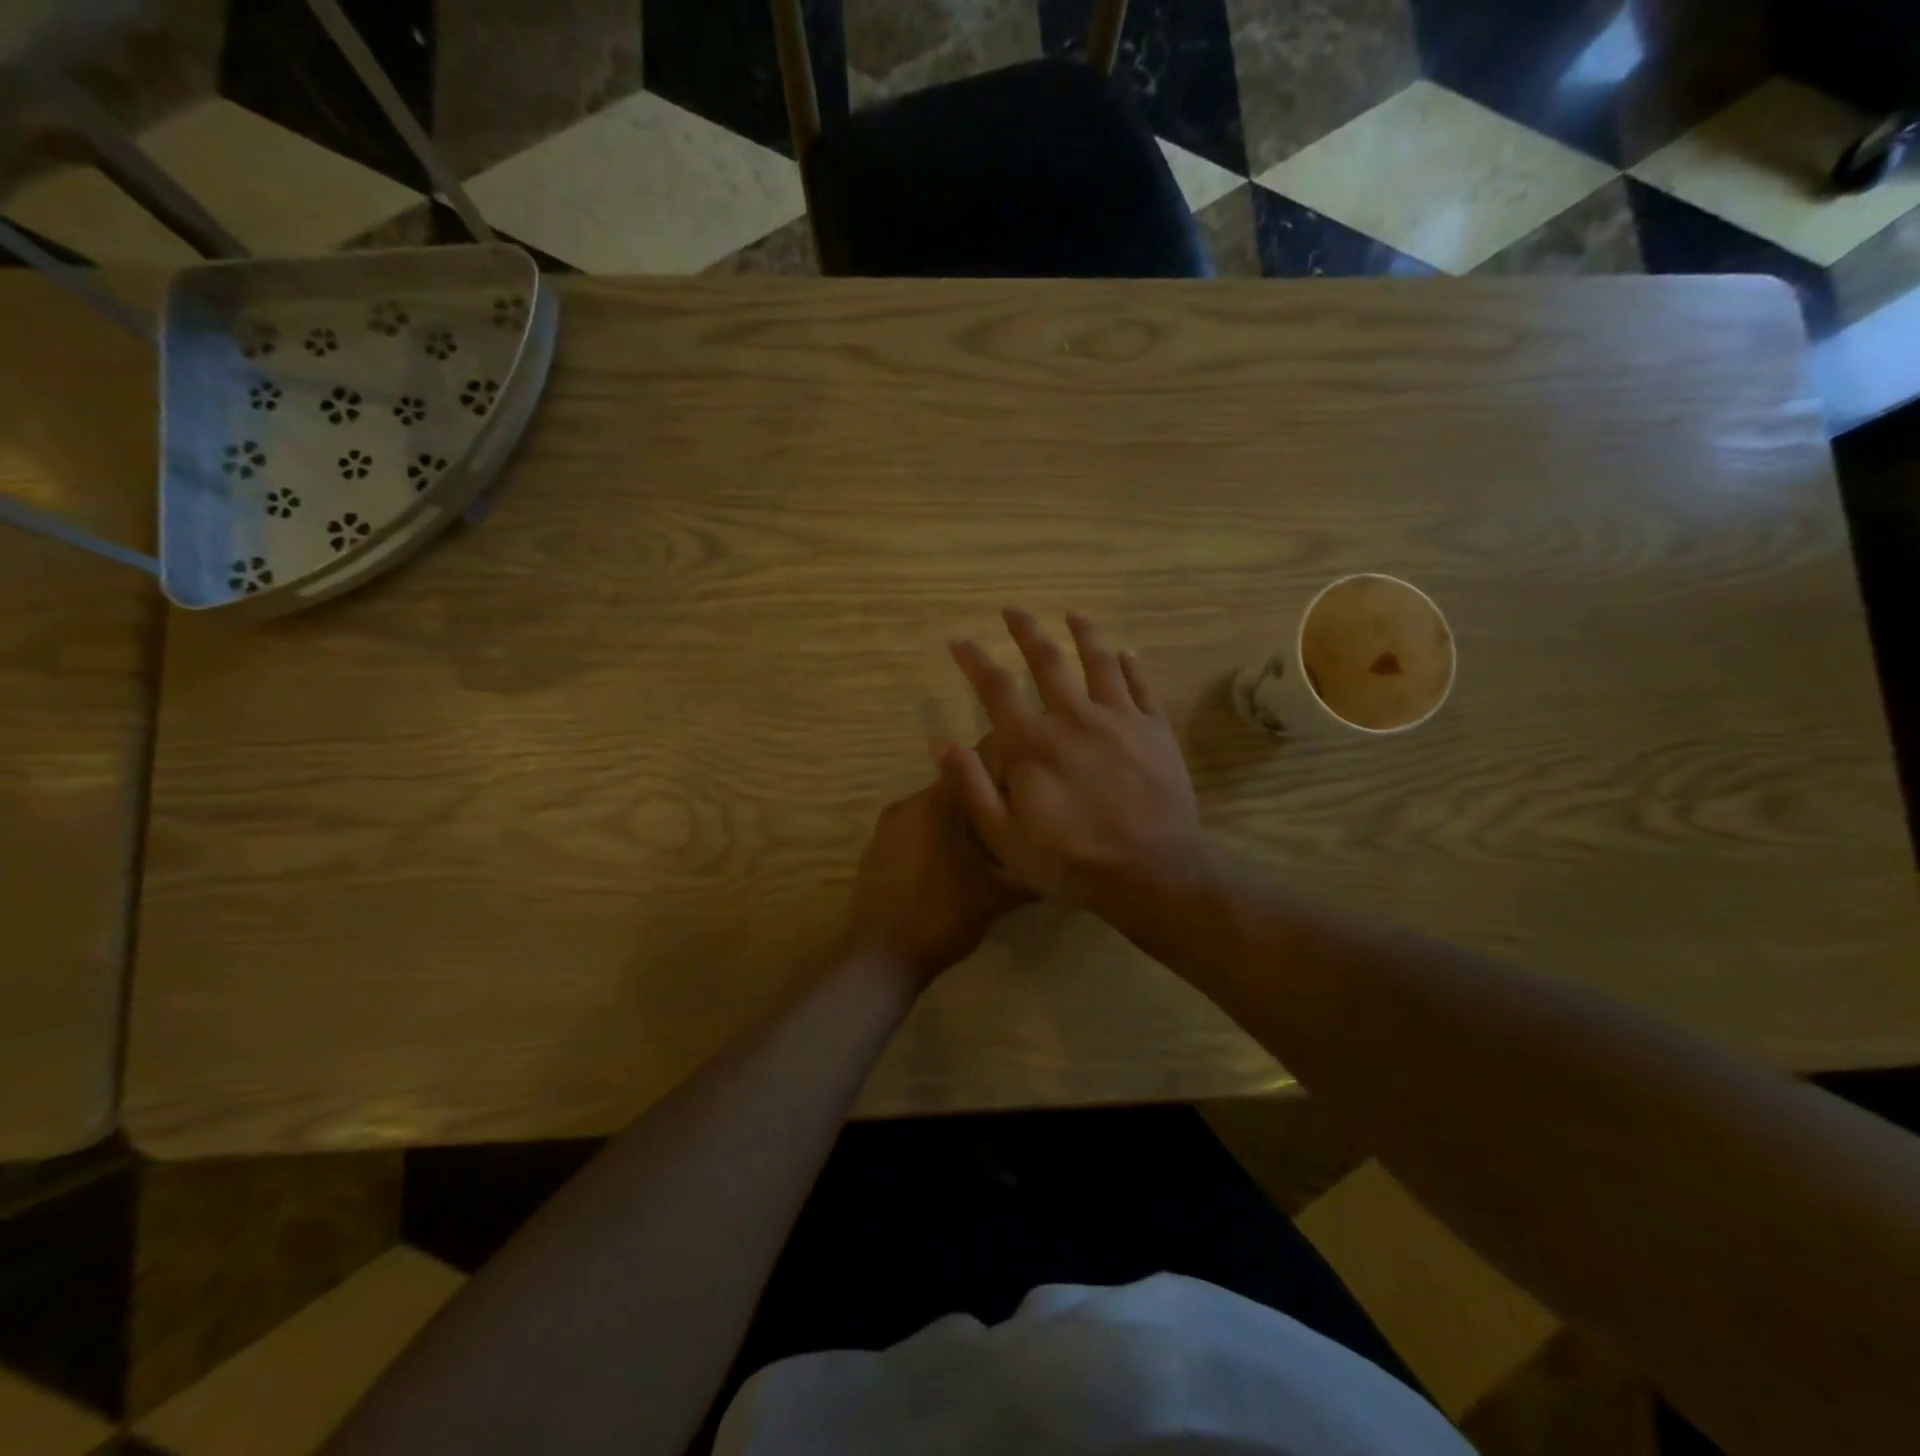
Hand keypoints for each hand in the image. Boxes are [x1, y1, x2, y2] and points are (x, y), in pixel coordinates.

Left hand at [845, 759, 1029, 985]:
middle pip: (952, 795)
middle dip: (978, 811)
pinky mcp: (873, 852)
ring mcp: (885, 828)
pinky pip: (910, 835)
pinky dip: (930, 844)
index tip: (1020, 803)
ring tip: (982, 855)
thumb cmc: (942, 915)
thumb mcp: (996, 896)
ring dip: (954, 829)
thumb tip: (1059, 865)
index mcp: (935, 803)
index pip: (973, 772)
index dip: (999, 785)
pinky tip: (948, 871)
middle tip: (1007, 833)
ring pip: (930, 816)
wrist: (880, 957)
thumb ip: (1027, 874)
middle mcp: (906, 804)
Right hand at [941, 608, 1202, 903]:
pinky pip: (1141, 685)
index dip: (973, 660)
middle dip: (1026, 631)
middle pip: (1048, 661)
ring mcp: (1120, 719)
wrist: (1151, 872)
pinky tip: (1125, 652)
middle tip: (1013, 610)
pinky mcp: (1155, 729)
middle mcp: (1074, 718)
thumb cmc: (1071, 861)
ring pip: (1099, 662)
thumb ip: (971, 787)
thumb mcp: (1005, 837)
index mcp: (1033, 744)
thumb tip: (940, 742)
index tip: (958, 638)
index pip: (995, 688)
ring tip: (1073, 614)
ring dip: (1084, 633)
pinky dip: (1131, 665)